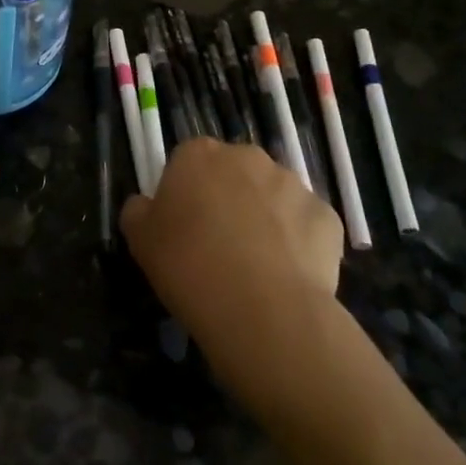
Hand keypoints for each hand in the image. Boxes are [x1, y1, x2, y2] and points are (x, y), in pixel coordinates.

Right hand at [121, 139, 341, 345]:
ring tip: (256, 267)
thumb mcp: (139, 240)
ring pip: (273, 196)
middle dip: (228, 199)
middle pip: (234, 172)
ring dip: (265, 218)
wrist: (262, 309)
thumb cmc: (189, 266)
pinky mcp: (327, 216)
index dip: (185, 192)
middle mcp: (248, 157)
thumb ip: (138, 211)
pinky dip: (298, 243)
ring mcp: (293, 184)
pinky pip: (306, 225)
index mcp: (199, 154)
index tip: (182, 226)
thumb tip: (145, 205)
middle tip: (218, 245)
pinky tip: (287, 276)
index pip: (187, 161)